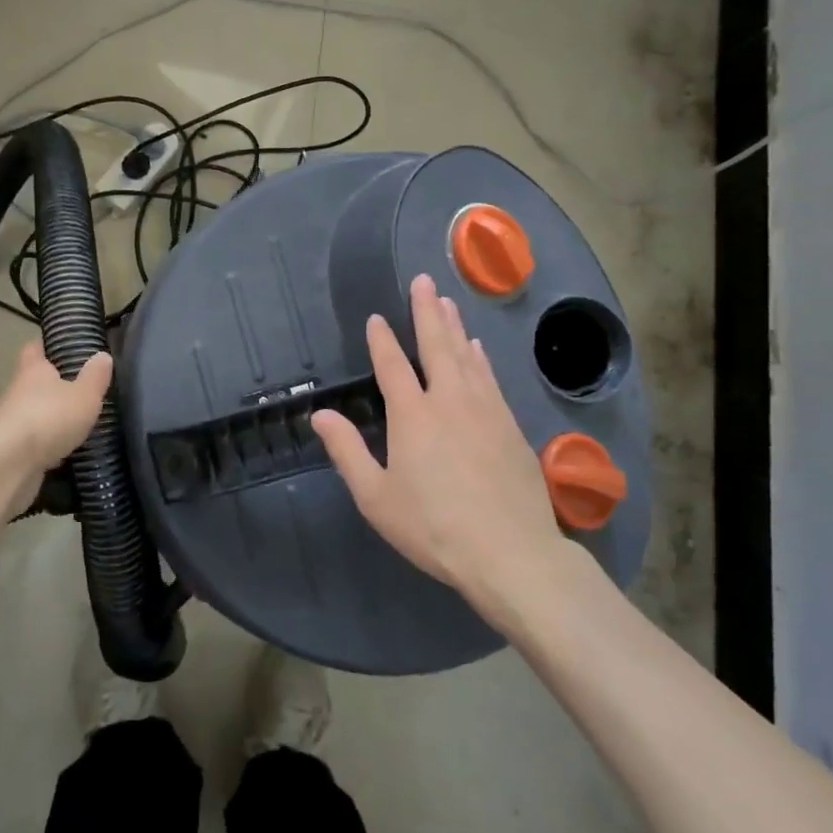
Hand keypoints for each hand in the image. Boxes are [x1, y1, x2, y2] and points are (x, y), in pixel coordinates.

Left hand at [0, 341, 112, 474]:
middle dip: (53, 386)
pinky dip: (46, 444)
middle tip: (81, 389)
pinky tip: (64, 451)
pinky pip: (32, 441)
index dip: (48, 346)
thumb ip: (95, 376)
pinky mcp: (10, 451)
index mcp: (33, 369)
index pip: (35, 348)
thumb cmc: (49, 417)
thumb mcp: (84, 395)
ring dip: (50, 417)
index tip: (63, 348)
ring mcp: (10, 422)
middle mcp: (17, 391)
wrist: (9, 464)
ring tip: (77, 423)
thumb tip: (102, 355)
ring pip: (33, 413)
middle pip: (34, 382)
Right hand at [311, 274, 574, 613]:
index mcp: (413, 415)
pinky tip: (477, 350)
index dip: (382, 340)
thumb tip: (321, 415)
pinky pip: (490, 377)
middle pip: (436, 345)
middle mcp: (450, 400)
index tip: (377, 317)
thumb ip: (347, 451)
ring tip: (447, 302)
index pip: (392, 365)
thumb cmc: (434, 527)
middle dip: (427, 311)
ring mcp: (485, 410)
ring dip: (454, 327)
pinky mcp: (510, 426)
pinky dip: (479, 357)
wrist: (511, 553)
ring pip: (466, 356)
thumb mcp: (376, 497)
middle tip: (424, 280)